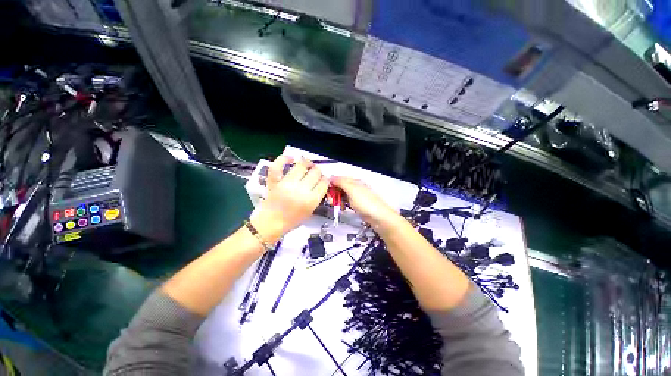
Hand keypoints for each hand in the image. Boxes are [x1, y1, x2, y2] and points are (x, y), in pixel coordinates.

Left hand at [250, 155, 328, 242]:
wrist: (271, 224)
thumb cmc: (292, 220)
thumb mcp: (310, 211)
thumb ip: (317, 196)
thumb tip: (322, 182)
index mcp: (311, 200)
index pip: (324, 183)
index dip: (326, 179)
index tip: (324, 179)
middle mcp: (300, 190)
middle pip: (315, 172)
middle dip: (318, 171)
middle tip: (316, 173)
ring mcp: (286, 184)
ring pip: (301, 165)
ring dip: (307, 163)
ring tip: (308, 164)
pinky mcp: (274, 181)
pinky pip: (278, 166)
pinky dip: (283, 159)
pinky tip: (291, 158)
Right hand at [330, 176, 401, 230]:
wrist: (379, 218)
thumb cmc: (367, 203)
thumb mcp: (352, 190)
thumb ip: (341, 182)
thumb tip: (331, 178)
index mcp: (355, 181)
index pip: (339, 179)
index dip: (331, 184)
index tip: (325, 191)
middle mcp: (356, 187)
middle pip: (340, 187)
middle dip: (334, 193)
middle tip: (331, 200)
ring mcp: (357, 196)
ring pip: (343, 195)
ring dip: (337, 199)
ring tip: (336, 205)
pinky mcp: (358, 205)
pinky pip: (347, 202)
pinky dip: (342, 204)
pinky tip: (342, 208)